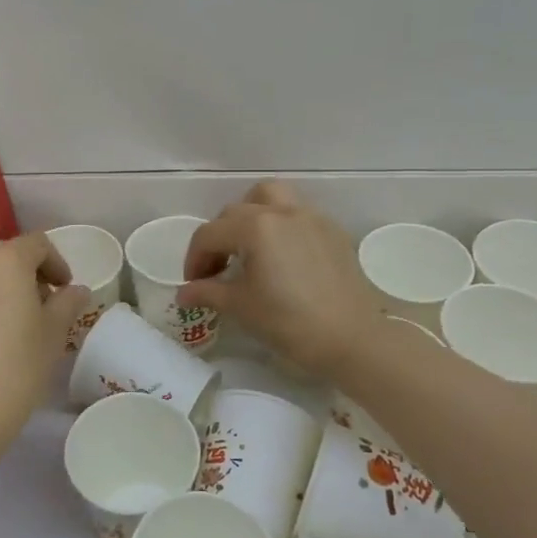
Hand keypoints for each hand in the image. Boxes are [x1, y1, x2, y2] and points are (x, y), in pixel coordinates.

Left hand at [0, 233, 89, 462]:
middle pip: (0, 257)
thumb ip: (67, 303)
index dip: (55, 263)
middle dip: (19, 276)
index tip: (62, 288)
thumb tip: (75, 290)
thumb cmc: (16, 370)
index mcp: (5, 260)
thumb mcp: (53, 335)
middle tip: (32, 307)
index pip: (38, 244)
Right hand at [178, 181, 385, 377]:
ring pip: (271, 198)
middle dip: (219, 238)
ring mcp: (311, 217)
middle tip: (217, 270)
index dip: (194, 259)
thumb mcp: (241, 307)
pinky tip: (281, 257)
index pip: (209, 234)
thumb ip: (207, 292)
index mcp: (256, 227)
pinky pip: (297, 214)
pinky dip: (280, 225)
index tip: (194, 285)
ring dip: (251, 215)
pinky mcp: (332, 231)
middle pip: (236, 211)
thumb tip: (183, 293)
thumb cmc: (290, 323)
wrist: (353, 339)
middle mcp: (282, 211)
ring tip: (248, 247)